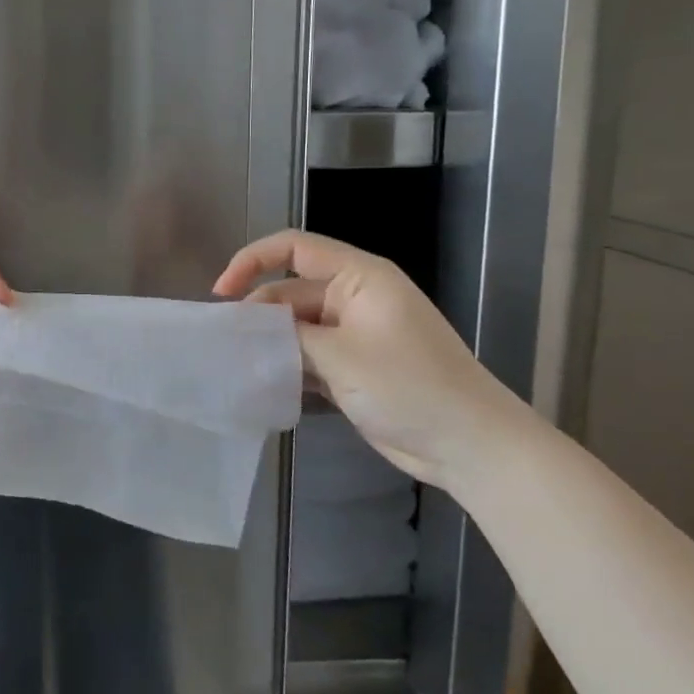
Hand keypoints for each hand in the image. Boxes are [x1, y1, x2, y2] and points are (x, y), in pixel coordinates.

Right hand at [214, 231, 539, 489]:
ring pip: (297, 327)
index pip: (293, 248)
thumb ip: (287, 336)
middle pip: (291, 292)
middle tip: (226, 347)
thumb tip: (246, 329)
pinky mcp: (356, 366)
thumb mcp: (339, 357)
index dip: (251, 262)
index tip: (222, 295)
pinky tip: (266, 385)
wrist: (471, 445)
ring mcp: (356, 334)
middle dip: (258, 315)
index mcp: (359, 277)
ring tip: (238, 368)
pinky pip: (310, 355)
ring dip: (271, 344)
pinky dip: (289, 366)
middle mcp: (355, 297)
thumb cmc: (409, 386)